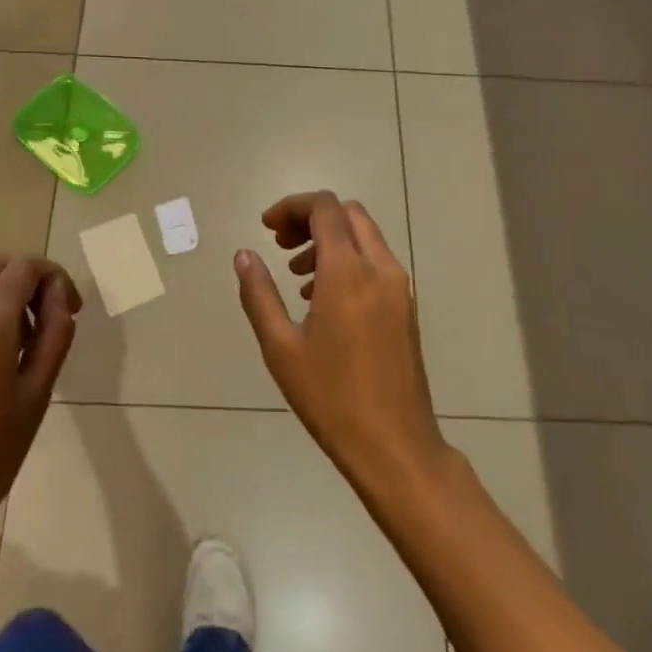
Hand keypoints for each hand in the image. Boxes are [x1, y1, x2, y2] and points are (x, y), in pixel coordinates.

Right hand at [233, 193, 447, 499]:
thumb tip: (244, 255)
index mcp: (348, 271)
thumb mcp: (281, 347)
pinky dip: (348, 259)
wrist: (395, 445)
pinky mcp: (406, 306)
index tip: (267, 228)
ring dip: (329, 239)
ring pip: (364, 235)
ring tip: (295, 274)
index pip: (324, 208)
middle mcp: (380, 268)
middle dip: (310, 218)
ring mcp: (399, 287)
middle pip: (347, 213)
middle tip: (280, 244)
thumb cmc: (331, 398)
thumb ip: (259, 294)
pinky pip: (376, 261)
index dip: (292, 207)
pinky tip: (321, 298)